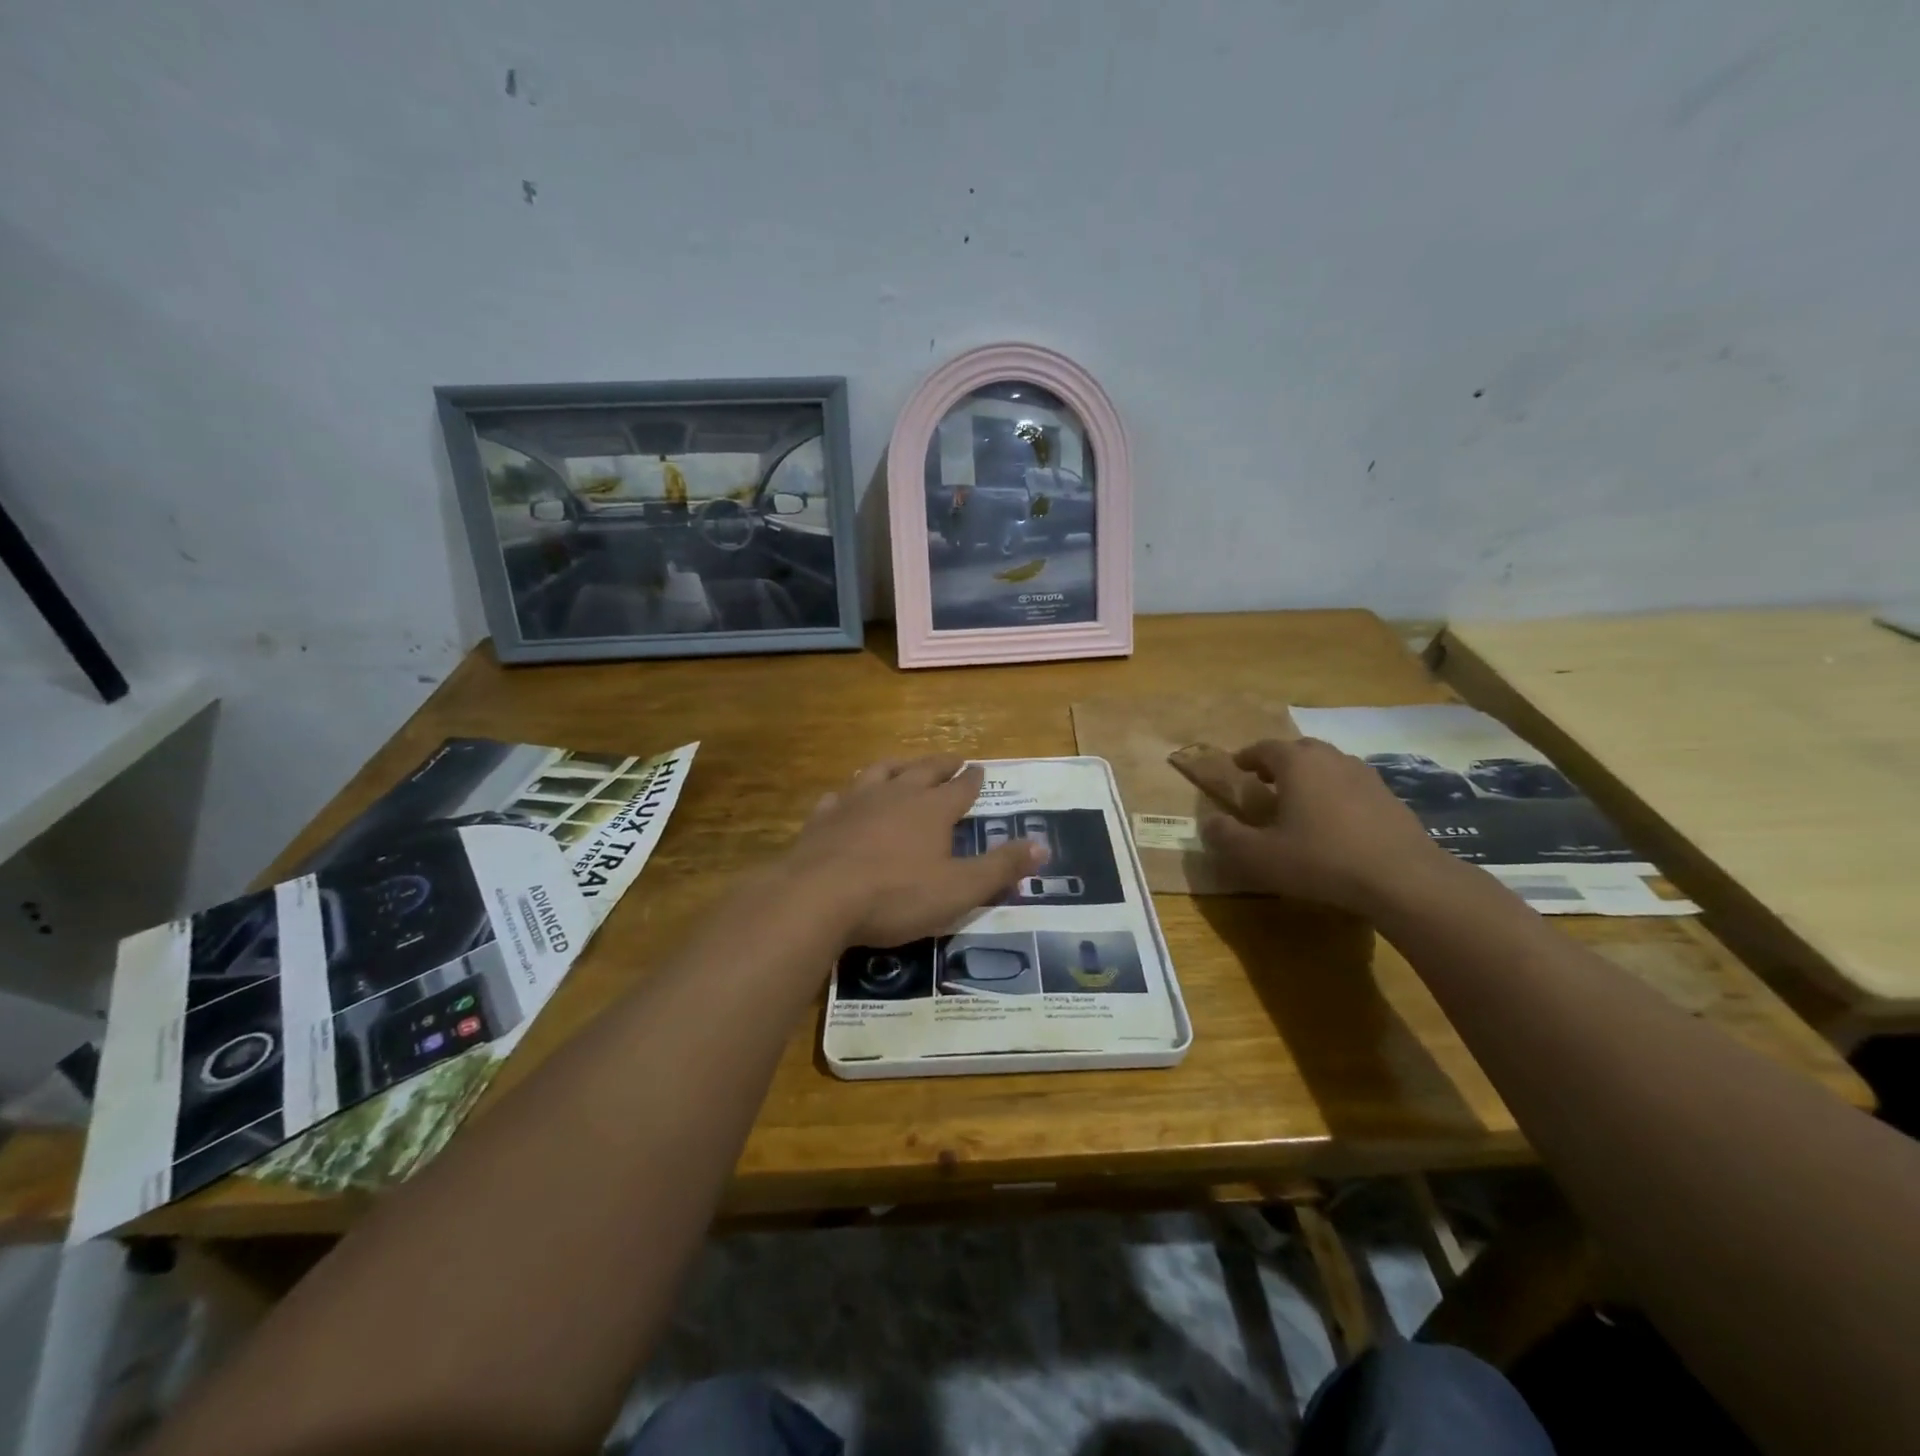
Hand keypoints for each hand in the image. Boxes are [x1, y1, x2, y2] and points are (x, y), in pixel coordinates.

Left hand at [784, 755, 1040, 946]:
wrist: (818, 897)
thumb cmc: (896, 895)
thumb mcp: (960, 889)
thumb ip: (1001, 867)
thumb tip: (1044, 845)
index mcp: (932, 809)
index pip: (960, 788)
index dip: (973, 780)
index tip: (980, 768)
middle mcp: (896, 794)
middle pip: (923, 770)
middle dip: (941, 764)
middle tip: (953, 757)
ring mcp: (855, 802)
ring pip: (880, 773)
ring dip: (896, 766)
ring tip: (903, 765)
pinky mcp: (823, 818)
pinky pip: (839, 797)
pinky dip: (848, 794)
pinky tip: (845, 798)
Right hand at [1199, 738, 1445, 912]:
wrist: (1403, 879)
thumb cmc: (1321, 860)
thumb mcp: (1259, 856)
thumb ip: (1227, 837)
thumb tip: (1208, 822)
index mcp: (1297, 764)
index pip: (1264, 747)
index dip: (1247, 756)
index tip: (1237, 767)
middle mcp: (1331, 759)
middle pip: (1300, 749)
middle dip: (1279, 761)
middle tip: (1266, 781)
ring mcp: (1365, 776)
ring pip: (1329, 764)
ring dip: (1311, 775)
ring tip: (1300, 799)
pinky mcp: (1390, 797)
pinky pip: (1353, 785)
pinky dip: (1337, 792)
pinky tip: (1336, 821)